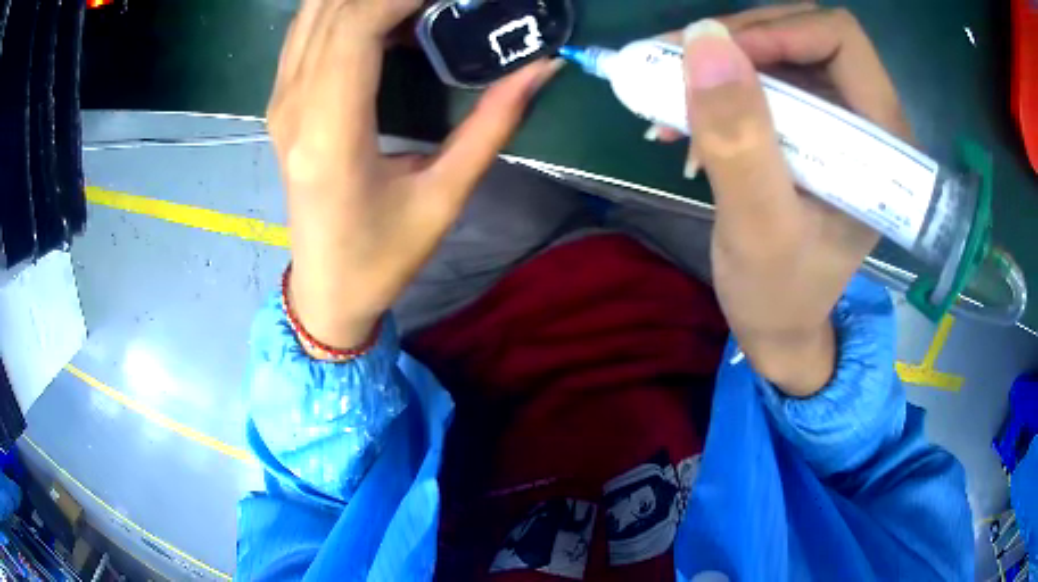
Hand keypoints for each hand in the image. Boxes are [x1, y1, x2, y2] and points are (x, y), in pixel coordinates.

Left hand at [267, 0, 561, 349]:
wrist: (325, 289)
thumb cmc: (382, 257)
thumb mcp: (445, 196)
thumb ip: (493, 124)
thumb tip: (541, 67)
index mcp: (331, 133)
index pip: (356, 27)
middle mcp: (294, 107)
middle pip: (331, 9)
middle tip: (440, 1)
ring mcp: (280, 102)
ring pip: (312, 14)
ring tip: (416, 8)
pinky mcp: (281, 104)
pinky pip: (305, 33)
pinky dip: (342, 11)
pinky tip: (382, 18)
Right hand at [675, 6, 909, 395]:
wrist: (778, 324)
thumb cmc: (780, 293)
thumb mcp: (758, 226)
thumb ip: (739, 137)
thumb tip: (704, 40)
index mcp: (883, 141)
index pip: (838, 39)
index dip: (776, 33)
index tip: (715, 60)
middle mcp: (867, 118)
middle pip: (803, 35)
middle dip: (736, 43)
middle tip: (675, 66)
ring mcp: (837, 119)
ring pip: (777, 51)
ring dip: (718, 68)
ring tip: (669, 101)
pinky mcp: (810, 127)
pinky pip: (762, 79)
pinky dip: (719, 89)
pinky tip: (685, 121)